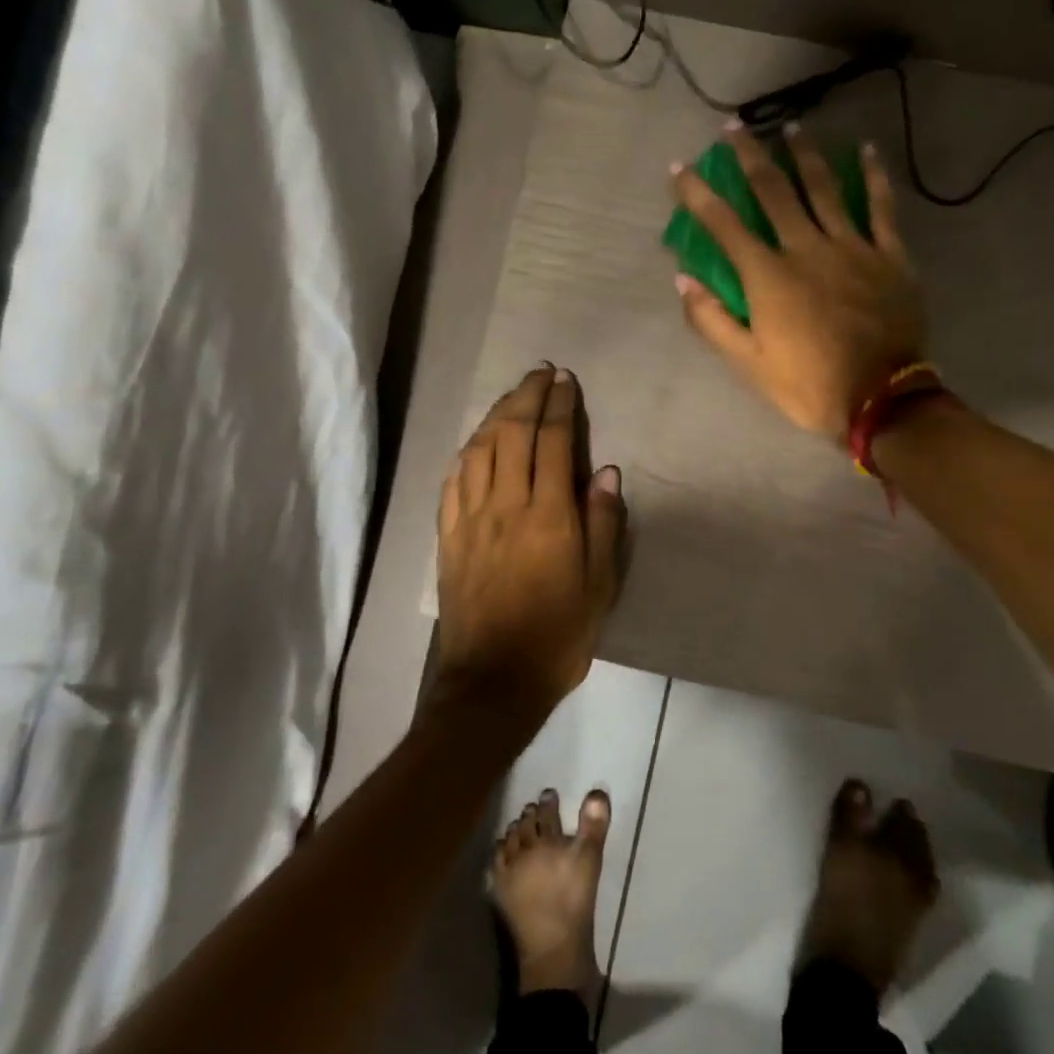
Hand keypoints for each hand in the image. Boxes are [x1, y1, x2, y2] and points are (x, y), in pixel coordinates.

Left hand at [436, 365, 626, 723]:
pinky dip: (467, 452)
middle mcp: (505, 505)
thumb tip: (605, 470)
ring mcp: (470, 519)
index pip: (552, 442)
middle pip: (512, 433)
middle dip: (527, 396)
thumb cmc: (558, 635)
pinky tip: (476, 443)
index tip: (565, 380)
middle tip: (541, 373)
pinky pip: (453, 480)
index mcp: (548, 515)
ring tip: (513, 396)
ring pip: (479, 449)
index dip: (559, 406)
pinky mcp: (448, 536)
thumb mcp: (600, 585)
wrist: (493, 681)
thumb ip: (603, 523)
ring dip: (496, 415)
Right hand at [671, 122, 926, 440]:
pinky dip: (873, 177)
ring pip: (824, 188)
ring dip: (804, 154)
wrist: (882, 400)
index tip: (678, 166)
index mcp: (769, 276)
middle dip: (750, 156)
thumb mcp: (748, 364)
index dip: (697, 193)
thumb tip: (683, 279)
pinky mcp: (889, 256)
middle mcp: (806, 249)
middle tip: (734, 128)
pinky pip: (881, 207)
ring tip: (791, 126)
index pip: (724, 224)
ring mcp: (852, 248)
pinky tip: (866, 150)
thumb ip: (712, 321)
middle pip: (774, 191)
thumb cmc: (809, 385)